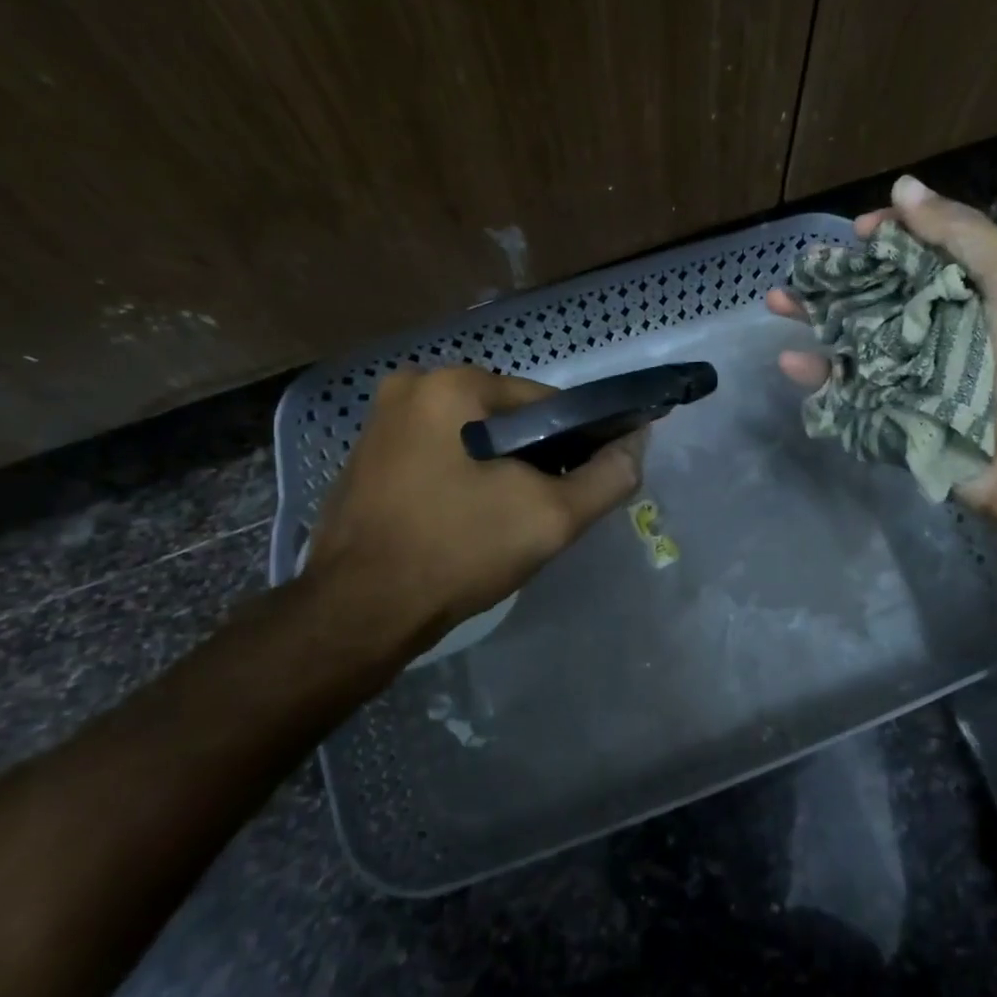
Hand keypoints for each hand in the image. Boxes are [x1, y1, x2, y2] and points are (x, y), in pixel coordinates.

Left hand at [297, 366, 644, 663]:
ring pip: (470, 439)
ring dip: (496, 471)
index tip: (576, 487)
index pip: (545, 403)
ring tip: (502, 522)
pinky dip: (459, 479)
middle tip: (537, 511)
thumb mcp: (550, 517)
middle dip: (531, 459)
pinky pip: (436, 456)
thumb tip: (637, 444)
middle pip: (505, 419)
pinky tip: (462, 521)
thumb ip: (607, 477)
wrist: (358, 613)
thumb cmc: (457, 550)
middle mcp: (411, 386)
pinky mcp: (365, 458)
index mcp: (452, 383)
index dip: (573, 443)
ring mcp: (380, 422)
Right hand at [768, 174, 996, 520]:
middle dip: (837, 274)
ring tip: (776, 302)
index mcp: (969, 287)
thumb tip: (902, 186)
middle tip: (801, 266)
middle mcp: (935, 323)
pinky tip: (790, 361)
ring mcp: (908, 368)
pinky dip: (817, 375)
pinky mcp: (889, 408)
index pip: (920, 248)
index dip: (888, 234)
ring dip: (814, 316)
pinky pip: (846, 386)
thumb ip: (962, 232)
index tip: (858, 231)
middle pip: (877, 289)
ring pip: (853, 333)